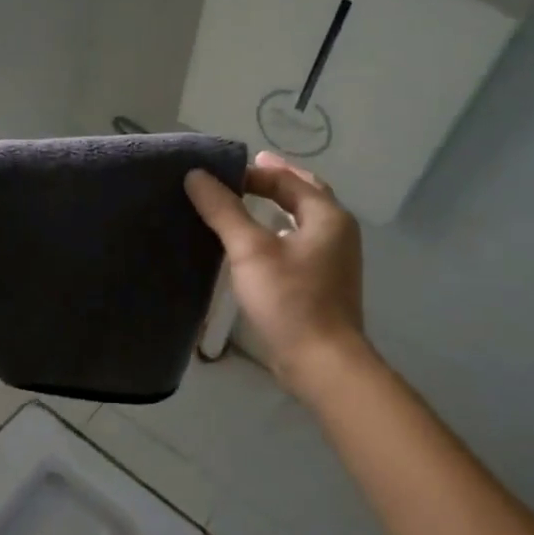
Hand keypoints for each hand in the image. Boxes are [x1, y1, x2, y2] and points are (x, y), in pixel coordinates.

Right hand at [185, 150, 370, 393]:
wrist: (321, 362)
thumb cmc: (289, 300)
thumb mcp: (250, 250)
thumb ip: (224, 210)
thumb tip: (196, 176)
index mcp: (327, 216)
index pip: (288, 179)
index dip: (253, 172)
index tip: (218, 175)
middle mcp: (337, 232)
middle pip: (304, 194)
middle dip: (274, 182)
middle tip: (241, 175)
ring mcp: (333, 260)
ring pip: (303, 221)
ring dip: (277, 208)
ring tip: (244, 204)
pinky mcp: (323, 284)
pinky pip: (299, 245)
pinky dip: (278, 234)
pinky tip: (256, 245)